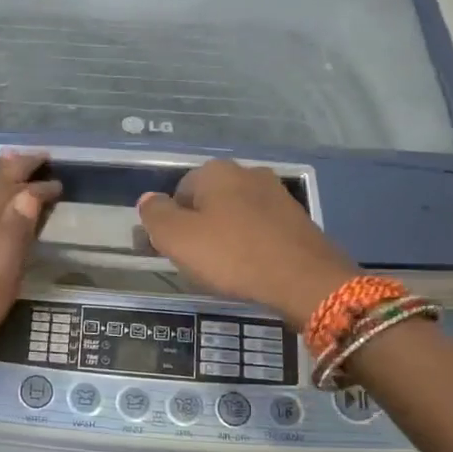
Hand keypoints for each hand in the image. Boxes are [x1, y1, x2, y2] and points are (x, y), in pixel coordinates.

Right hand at [136, 159, 357, 328]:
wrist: (305, 280)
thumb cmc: (233, 256)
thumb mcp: (178, 238)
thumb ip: (155, 215)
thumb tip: (148, 200)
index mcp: (216, 171)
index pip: (178, 192)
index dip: (171, 223)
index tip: (174, 251)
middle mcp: (247, 173)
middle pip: (207, 202)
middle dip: (199, 228)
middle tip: (197, 262)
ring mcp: (277, 194)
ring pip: (234, 215)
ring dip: (225, 237)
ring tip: (224, 269)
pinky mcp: (297, 218)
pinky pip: (259, 228)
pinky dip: (250, 244)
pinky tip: (250, 268)